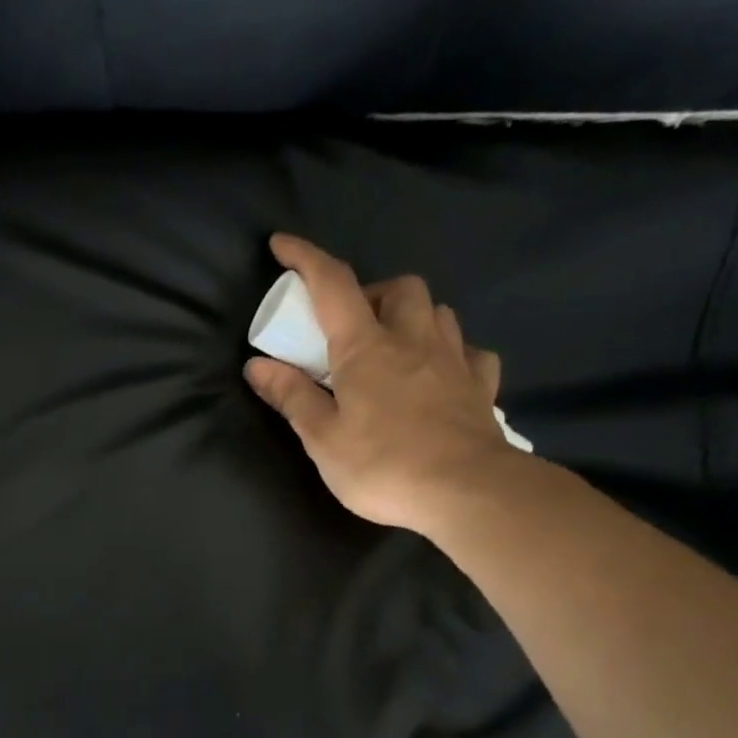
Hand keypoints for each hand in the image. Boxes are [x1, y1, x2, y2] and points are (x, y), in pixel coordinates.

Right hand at [244, 234, 523, 533]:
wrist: (467, 492)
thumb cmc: (383, 466)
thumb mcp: (322, 439)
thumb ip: (292, 397)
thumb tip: (257, 365)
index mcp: (366, 348)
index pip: (333, 285)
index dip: (305, 259)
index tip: (282, 245)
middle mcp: (413, 340)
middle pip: (400, 287)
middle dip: (372, 293)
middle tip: (352, 327)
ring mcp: (454, 360)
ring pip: (438, 312)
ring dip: (413, 317)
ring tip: (395, 347)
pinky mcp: (481, 387)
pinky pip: (471, 353)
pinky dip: (453, 354)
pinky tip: (442, 374)